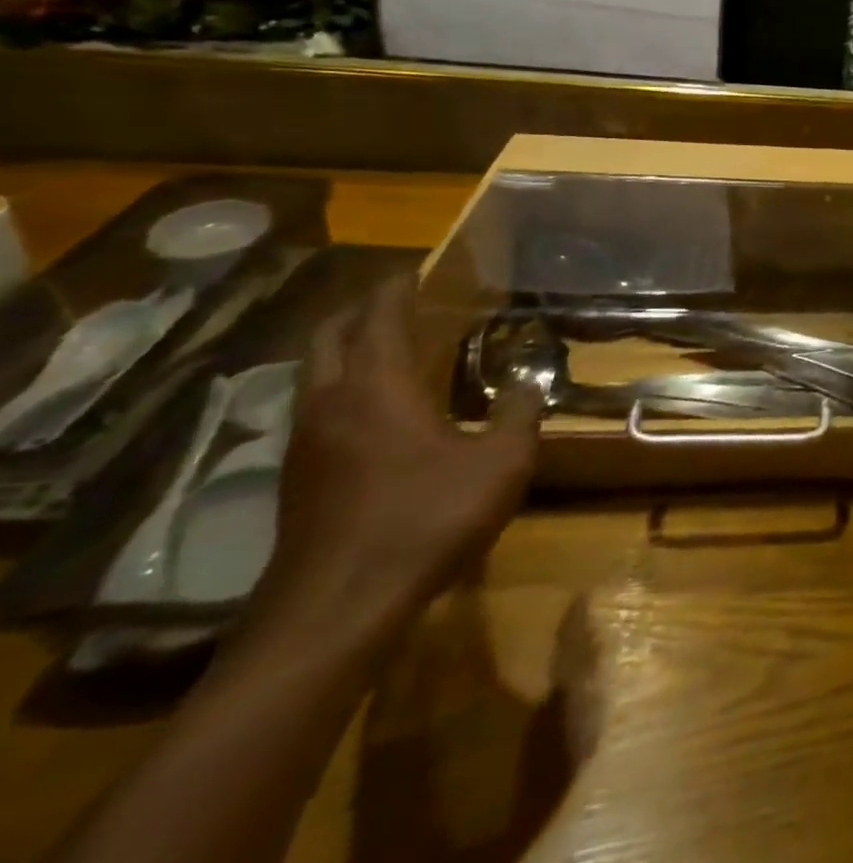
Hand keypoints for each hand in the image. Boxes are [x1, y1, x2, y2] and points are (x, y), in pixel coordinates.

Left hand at [255, 277, 541, 644]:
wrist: (337, 611)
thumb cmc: (426, 519)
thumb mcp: (501, 463)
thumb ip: (519, 413)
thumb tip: (528, 381)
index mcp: (375, 387)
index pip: (377, 318)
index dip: (395, 288)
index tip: (414, 268)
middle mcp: (329, 404)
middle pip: (328, 337)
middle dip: (358, 310)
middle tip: (395, 299)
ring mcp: (305, 444)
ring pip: (313, 374)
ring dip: (343, 349)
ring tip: (385, 346)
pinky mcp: (297, 479)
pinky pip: (314, 408)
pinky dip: (339, 387)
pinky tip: (373, 409)